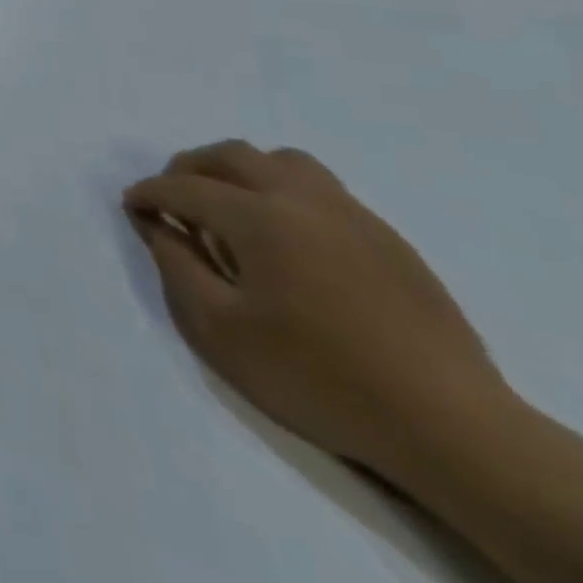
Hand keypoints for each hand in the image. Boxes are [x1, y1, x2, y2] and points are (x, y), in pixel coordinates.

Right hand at [124, 140, 506, 480]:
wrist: (451, 427)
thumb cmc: (317, 377)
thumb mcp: (220, 330)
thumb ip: (178, 267)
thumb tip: (157, 226)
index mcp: (259, 218)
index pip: (186, 188)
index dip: (150, 193)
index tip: (131, 206)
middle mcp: (303, 200)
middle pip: (233, 156)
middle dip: (189, 168)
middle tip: (171, 199)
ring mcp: (353, 216)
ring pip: (283, 162)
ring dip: (242, 171)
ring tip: (228, 206)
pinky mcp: (388, 240)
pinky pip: (322, 190)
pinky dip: (283, 193)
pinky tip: (284, 238)